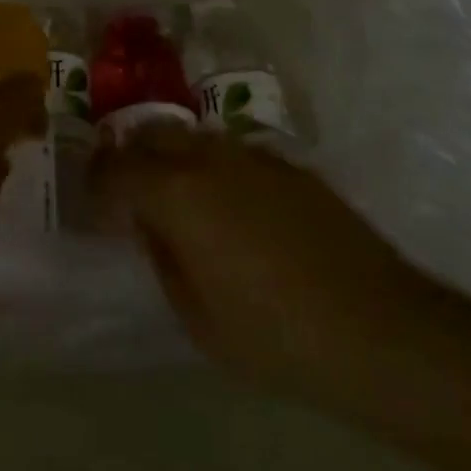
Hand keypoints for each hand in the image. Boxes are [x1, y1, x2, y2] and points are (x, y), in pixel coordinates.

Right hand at [91, 122, 422, 399]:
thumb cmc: (275, 336)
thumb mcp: (196, 316)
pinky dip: (213, 167)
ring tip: (176, 197)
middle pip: (151, 134)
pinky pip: (232, 152)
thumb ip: (162, 256)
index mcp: (177, 192)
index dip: (96, 181)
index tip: (93, 201)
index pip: (116, 168)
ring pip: (193, 137)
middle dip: (129, 156)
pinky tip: (230, 207)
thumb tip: (148, 223)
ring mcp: (251, 154)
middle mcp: (209, 157)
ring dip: (172, 157)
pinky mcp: (287, 163)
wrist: (378, 327)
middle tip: (126, 191)